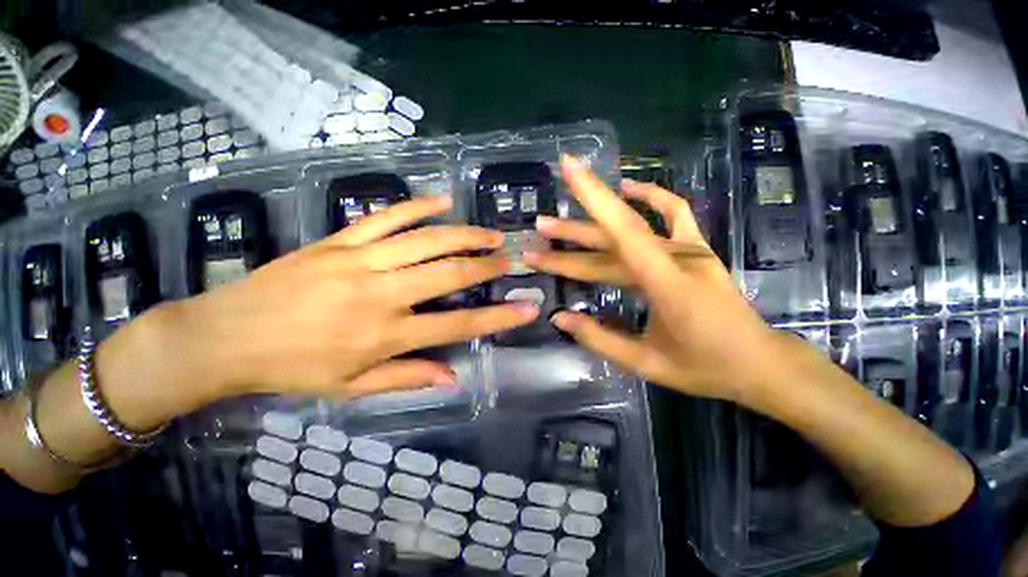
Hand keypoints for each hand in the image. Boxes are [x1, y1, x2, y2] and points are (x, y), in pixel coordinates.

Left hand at [128, 195, 537, 422]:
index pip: (458, 325)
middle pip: (449, 274)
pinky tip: (441, 200)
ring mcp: (360, 261)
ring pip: (426, 240)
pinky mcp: (339, 241)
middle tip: (510, 258)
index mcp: (385, 335)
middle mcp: (382, 294)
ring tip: (490, 232)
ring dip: (464, 234)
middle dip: (487, 266)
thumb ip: (407, 378)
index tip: (527, 308)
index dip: (498, 317)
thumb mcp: (351, 388)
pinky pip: (386, 216)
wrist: (225, 336)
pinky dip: (417, 206)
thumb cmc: (292, 368)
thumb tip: (452, 378)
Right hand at [530, 157, 794, 402]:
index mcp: (666, 283)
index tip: (567, 169)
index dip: (594, 197)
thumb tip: (559, 317)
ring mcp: (688, 250)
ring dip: (591, 226)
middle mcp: (676, 257)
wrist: (760, 362)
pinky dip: (652, 197)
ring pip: (630, 231)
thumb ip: (599, 338)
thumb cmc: (705, 367)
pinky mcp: (695, 249)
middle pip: (613, 237)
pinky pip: (674, 213)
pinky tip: (628, 188)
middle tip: (538, 230)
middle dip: (571, 235)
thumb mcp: (645, 362)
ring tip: (558, 226)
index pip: (622, 232)